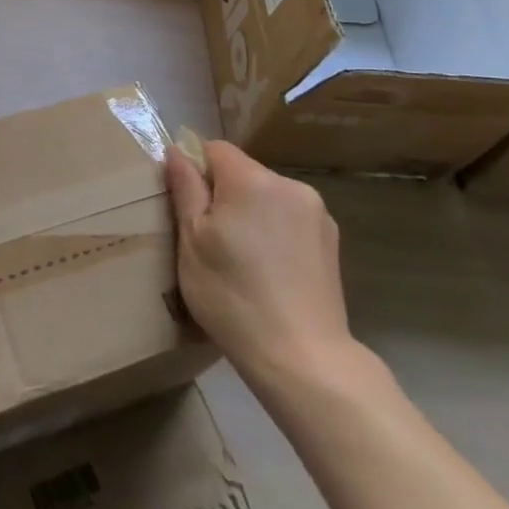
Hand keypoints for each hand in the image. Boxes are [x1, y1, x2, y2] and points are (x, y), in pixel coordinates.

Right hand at [165, 139, 358, 393]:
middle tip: (212, 240)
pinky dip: (275, 231)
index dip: (196, 171)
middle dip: (224, 194)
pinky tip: (271, 270)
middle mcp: (289, 185)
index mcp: (252, 180)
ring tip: (243, 259)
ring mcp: (317, 213)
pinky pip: (289, 218)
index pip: (215, 149)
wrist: (302, 358)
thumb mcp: (192, 242)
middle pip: (243, 171)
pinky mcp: (331, 240)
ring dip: (251, 212)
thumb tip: (177, 151)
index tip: (190, 209)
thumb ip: (186, 190)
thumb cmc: (233, 296)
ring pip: (267, 195)